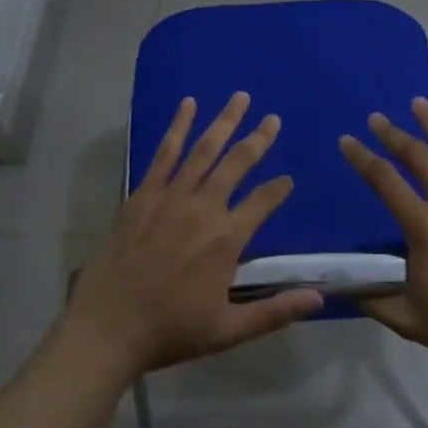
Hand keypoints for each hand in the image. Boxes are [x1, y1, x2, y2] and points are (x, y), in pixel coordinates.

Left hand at [65, 92, 321, 380]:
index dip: (279, 189)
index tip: (288, 181)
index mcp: (227, 239)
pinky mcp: (144, 193)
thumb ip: (275, 312)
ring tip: (240, 98)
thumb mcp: (228, 330)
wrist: (109, 327)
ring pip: (205, 149)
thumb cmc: (170, 330)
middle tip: (273, 119)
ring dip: (225, 121)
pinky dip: (178, 127)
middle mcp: (204, 208)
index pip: (263, 202)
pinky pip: (165, 153)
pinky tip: (188, 105)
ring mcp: (172, 196)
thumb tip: (319, 300)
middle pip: (237, 163)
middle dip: (258, 139)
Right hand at [340, 102, 427, 387]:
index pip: (385, 182)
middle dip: (392, 134)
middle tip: (376, 118)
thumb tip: (343, 284)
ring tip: (417, 103)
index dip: (362, 158)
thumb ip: (374, 299)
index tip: (347, 141)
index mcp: (425, 229)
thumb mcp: (410, 321)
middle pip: (417, 158)